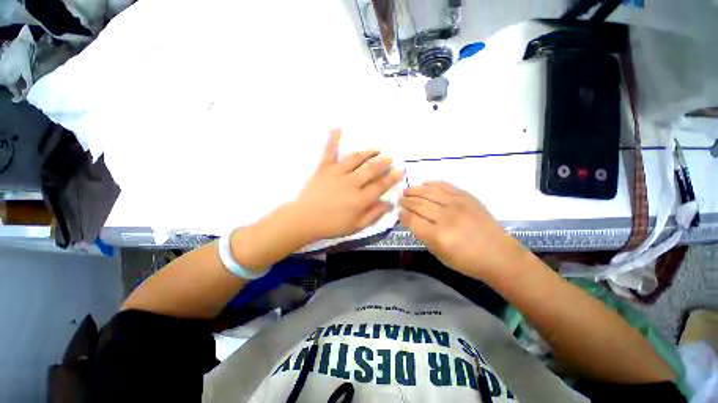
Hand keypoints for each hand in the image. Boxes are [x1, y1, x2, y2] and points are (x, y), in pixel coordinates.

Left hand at [292, 129, 403, 241]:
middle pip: (371, 169)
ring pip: (355, 158)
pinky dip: (332, 140)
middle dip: (383, 162)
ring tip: (376, 148)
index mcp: (359, 199)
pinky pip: (329, 152)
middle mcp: (350, 183)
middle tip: (390, 157)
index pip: (380, 185)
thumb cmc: (331, 225)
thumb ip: (373, 215)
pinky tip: (337, 129)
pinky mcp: (323, 168)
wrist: (304, 220)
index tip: (400, 170)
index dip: (392, 177)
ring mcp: (336, 173)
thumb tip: (389, 204)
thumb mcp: (355, 226)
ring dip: (368, 152)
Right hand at [399, 181, 526, 279]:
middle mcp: (446, 217)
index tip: (399, 212)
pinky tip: (424, 184)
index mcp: (438, 236)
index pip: (412, 220)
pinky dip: (432, 183)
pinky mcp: (467, 197)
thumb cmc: (466, 260)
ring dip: (415, 190)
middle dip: (406, 201)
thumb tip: (410, 219)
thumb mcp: (439, 254)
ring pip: (429, 191)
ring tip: (407, 190)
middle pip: (418, 204)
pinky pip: (444, 185)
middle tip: (401, 200)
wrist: (498, 254)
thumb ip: (422, 235)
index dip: (403, 215)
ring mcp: (457, 204)